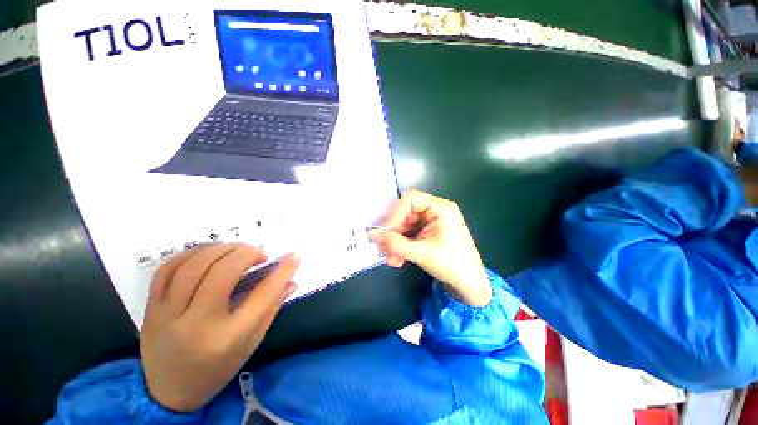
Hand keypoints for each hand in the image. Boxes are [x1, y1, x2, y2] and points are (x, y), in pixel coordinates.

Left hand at [140, 244, 298, 411]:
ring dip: (222, 249)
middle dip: (247, 254)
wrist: (167, 393)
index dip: (283, 271)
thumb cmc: (216, 369)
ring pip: (194, 265)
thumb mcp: (250, 343)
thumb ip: (272, 308)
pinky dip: (191, 253)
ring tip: (237, 250)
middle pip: (222, 273)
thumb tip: (292, 281)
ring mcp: (167, 315)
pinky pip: (166, 269)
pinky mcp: (150, 308)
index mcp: (227, 338)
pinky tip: (208, 253)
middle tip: (260, 254)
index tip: (295, 255)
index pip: (263, 295)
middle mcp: (196, 324)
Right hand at [369, 190, 491, 306]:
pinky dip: (401, 245)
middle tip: (382, 246)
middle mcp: (435, 211)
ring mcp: (431, 222)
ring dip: (395, 241)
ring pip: (404, 225)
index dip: (395, 213)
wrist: (469, 285)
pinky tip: (396, 259)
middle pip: (405, 213)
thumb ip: (394, 243)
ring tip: (389, 257)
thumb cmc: (451, 265)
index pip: (410, 199)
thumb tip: (372, 235)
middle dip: (393, 231)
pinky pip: (409, 234)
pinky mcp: (427, 233)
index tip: (384, 231)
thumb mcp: (420, 253)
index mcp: (440, 208)